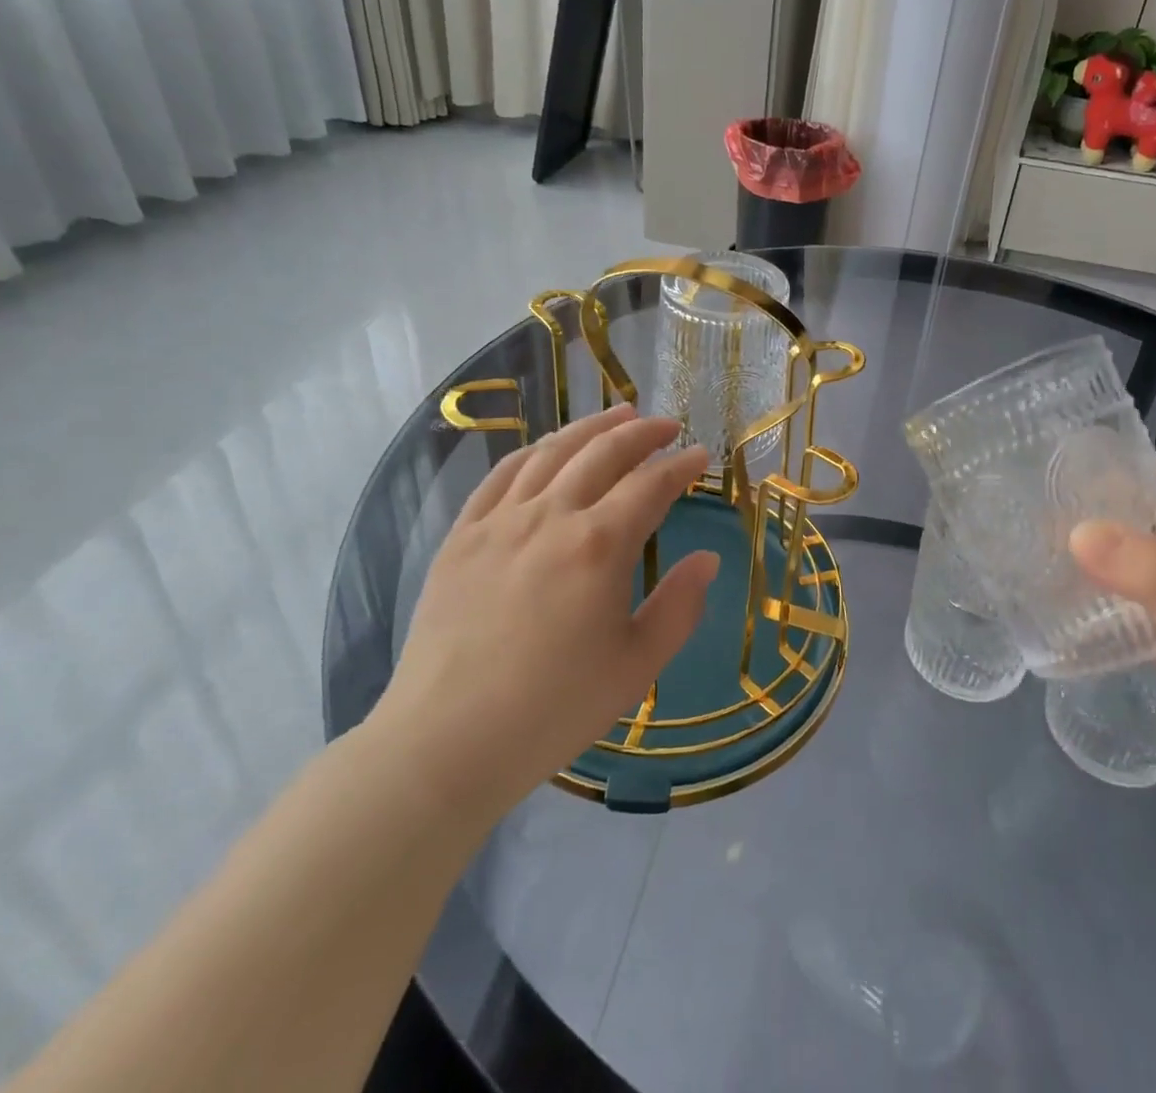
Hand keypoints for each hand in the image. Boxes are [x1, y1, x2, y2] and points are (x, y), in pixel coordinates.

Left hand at [368, 405, 715, 820]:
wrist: (447, 741)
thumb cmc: (554, 709)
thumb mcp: (637, 666)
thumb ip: (680, 605)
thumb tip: (708, 558)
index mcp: (599, 545)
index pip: (651, 485)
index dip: (681, 466)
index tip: (701, 455)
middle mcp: (551, 516)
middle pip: (603, 453)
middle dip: (641, 432)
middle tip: (666, 425)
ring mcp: (500, 520)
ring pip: (552, 451)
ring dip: (590, 428)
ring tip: (616, 415)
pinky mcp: (462, 535)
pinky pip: (501, 474)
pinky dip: (533, 450)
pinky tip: (547, 448)